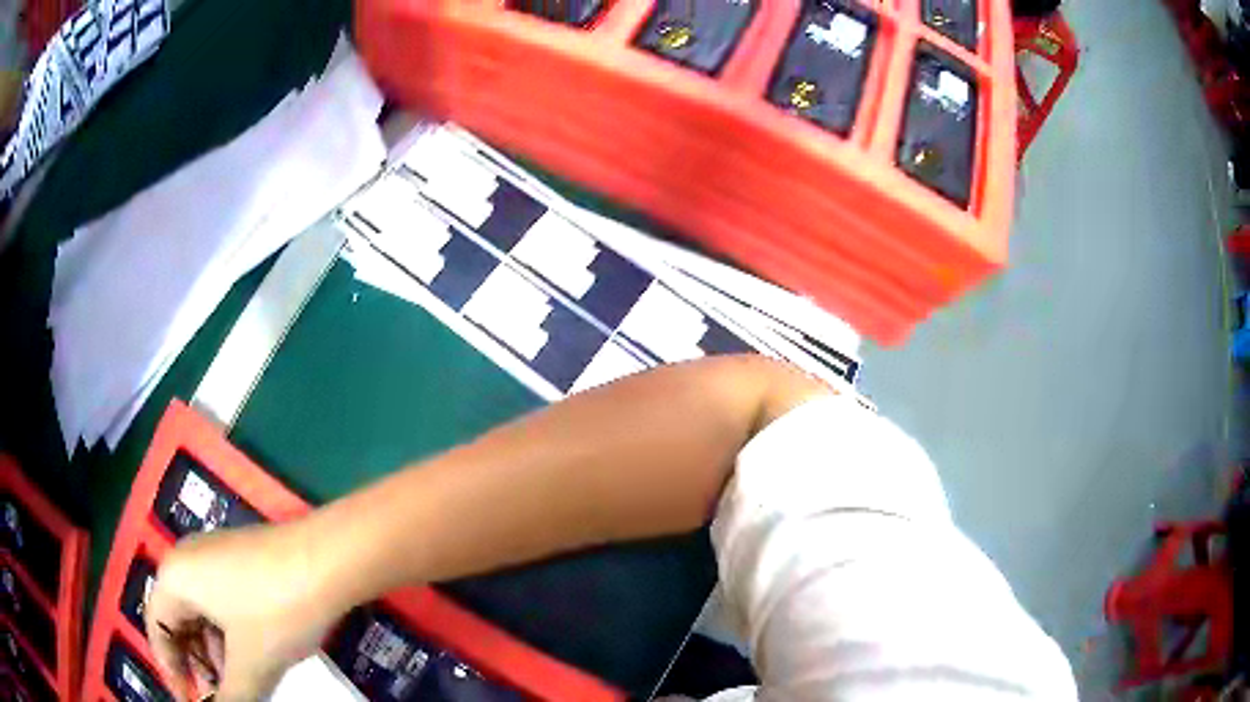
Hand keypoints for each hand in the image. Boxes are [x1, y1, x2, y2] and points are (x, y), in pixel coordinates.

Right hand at [144, 521, 342, 701]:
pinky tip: (254, 658)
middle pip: (178, 619)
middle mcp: (187, 558)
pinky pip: (222, 603)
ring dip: (215, 652)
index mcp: (174, 576)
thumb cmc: (277, 610)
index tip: (191, 701)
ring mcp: (215, 555)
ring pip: (203, 613)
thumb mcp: (250, 664)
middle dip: (196, 663)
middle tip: (219, 695)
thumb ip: (231, 697)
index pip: (157, 627)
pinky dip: (231, 635)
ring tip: (239, 684)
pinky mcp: (241, 559)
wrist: (329, 559)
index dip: (171, 670)